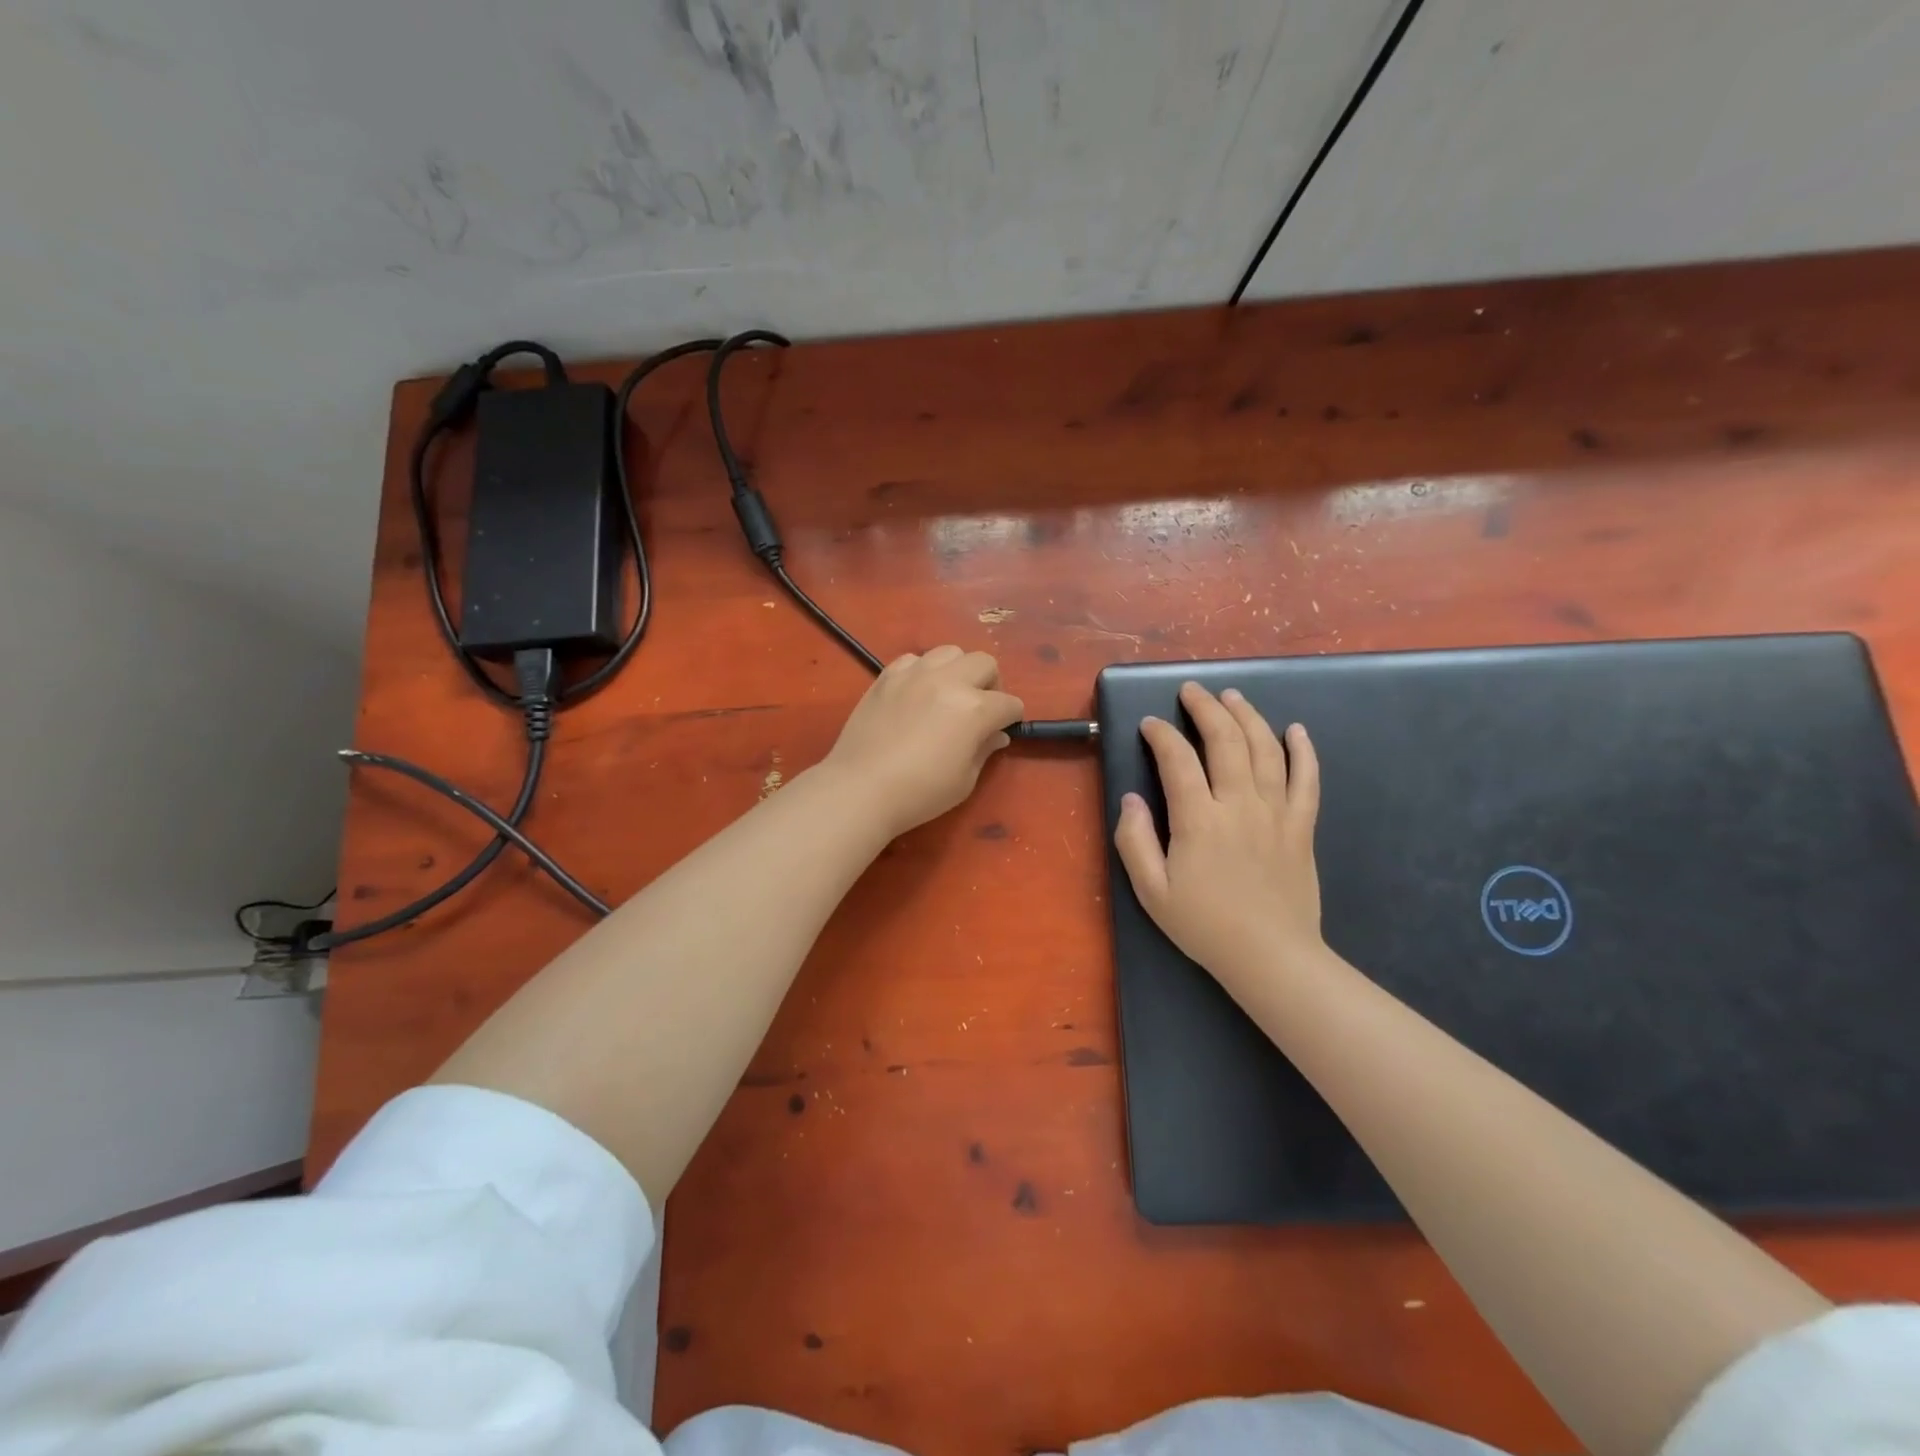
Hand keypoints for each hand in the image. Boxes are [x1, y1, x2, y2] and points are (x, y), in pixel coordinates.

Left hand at [820, 646, 1023, 839]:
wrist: (860, 788)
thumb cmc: (920, 793)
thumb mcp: (964, 780)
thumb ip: (984, 750)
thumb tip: (996, 734)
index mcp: (974, 709)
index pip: (1009, 703)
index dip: (1011, 718)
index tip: (1003, 729)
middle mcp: (948, 681)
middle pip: (985, 663)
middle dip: (990, 684)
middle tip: (979, 709)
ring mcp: (915, 674)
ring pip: (950, 652)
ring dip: (957, 670)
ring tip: (947, 695)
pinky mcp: (887, 676)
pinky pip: (914, 659)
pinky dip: (923, 671)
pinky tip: (916, 694)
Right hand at [1113, 682, 1322, 995]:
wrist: (1271, 957)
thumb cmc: (1204, 925)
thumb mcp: (1151, 891)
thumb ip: (1135, 840)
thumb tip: (1130, 799)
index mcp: (1198, 819)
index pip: (1177, 760)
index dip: (1161, 735)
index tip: (1150, 724)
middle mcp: (1239, 804)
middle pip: (1225, 740)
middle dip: (1206, 708)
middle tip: (1192, 691)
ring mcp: (1276, 812)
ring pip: (1265, 749)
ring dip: (1248, 716)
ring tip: (1233, 696)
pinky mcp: (1301, 826)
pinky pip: (1307, 779)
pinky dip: (1303, 750)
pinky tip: (1296, 729)